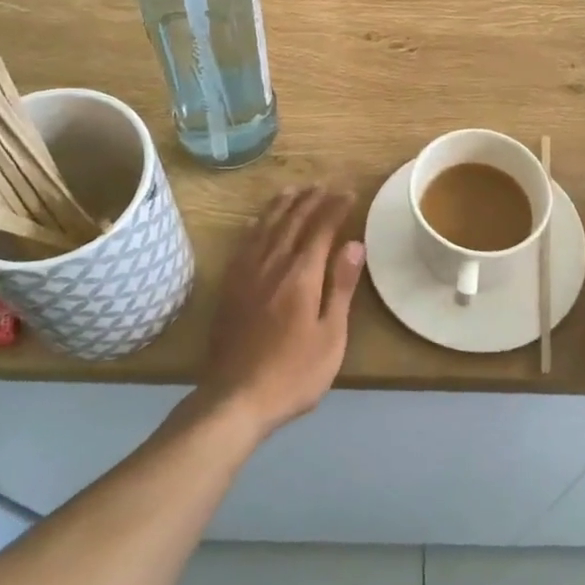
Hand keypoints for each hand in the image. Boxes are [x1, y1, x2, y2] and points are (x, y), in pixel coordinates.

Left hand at [199, 188, 363, 436]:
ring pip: (265, 226)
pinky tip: (258, 220)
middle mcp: (272, 264)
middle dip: (311, 199)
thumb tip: (354, 244)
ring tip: (295, 190)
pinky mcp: (230, 286)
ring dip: (283, 204)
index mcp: (301, 275)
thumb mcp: (330, 335)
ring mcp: (246, 273)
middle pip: (292, 220)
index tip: (349, 193)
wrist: (235, 398)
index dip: (335, 208)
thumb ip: (340, 286)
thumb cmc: (293, 372)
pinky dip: (256, 224)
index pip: (321, 228)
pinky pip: (244, 242)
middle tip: (326, 186)